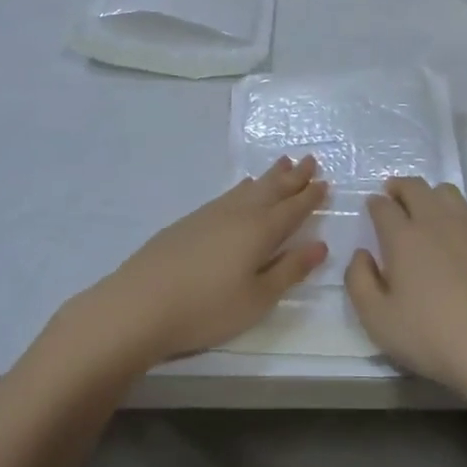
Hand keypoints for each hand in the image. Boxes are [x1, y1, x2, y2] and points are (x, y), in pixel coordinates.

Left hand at [74, 156, 327, 368]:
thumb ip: (289, 270)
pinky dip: (243, 188)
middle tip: (310, 159)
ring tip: (283, 163)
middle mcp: (239, 213)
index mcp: (261, 230)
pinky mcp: (190, 221)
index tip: (326, 182)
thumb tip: (320, 245)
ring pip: (249, 188)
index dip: (311, 196)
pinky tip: (242, 188)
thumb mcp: (257, 298)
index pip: (293, 208)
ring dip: (269, 176)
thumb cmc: (207, 307)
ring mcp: (211, 214)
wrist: (140, 303)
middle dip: (294, 176)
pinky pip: (229, 194)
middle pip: (272, 189)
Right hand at [345, 178, 466, 398]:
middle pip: (415, 188)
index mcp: (403, 237)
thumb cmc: (431, 336)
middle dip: (400, 187)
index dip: (375, 204)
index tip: (373, 208)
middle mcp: (437, 220)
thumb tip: (361, 254)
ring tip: (429, 213)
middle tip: (395, 197)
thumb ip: (358, 281)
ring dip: (432, 197)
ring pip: (448, 193)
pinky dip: (462, 217)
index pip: (383, 206)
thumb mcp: (377, 320)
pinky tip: (464, 238)